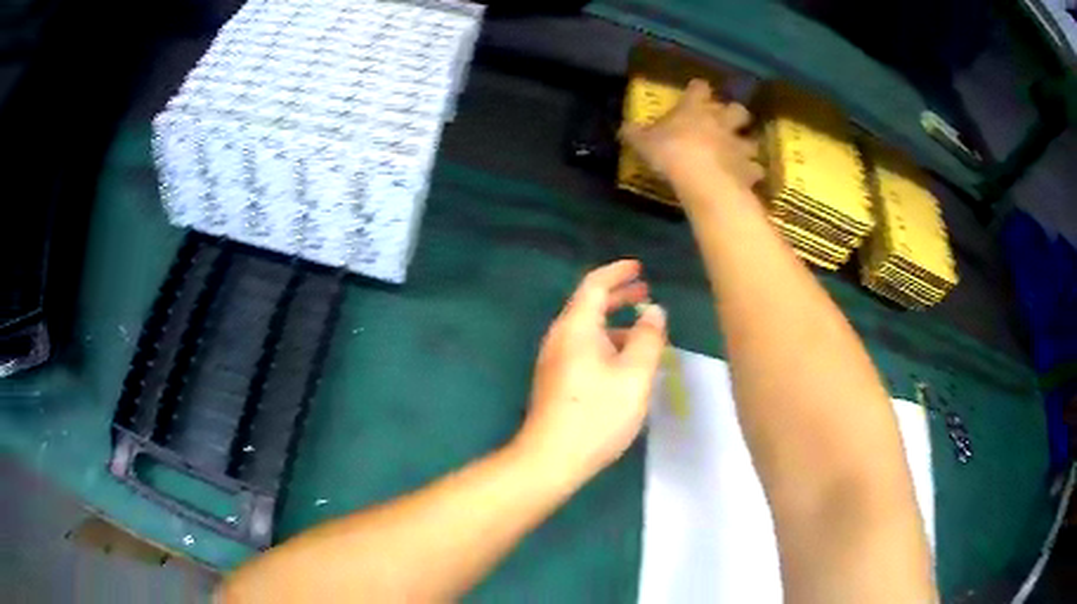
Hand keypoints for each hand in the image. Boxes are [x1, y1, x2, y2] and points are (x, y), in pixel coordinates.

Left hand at [516, 260, 666, 483]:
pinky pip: (584, 349)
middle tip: (645, 292)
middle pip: (588, 305)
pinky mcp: (556, 381)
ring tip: (644, 331)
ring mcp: (554, 361)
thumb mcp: (634, 375)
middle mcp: (560, 338)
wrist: (551, 458)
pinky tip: (625, 363)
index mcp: (576, 328)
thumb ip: (649, 339)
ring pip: (587, 330)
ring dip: (615, 323)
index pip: (594, 286)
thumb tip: (654, 311)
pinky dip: (607, 344)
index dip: (617, 272)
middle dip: (618, 296)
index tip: (639, 267)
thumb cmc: (597, 414)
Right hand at [620, 79, 762, 192]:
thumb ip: (636, 134)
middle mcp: (721, 122)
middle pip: (737, 109)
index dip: (698, 89)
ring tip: (740, 154)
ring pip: (751, 140)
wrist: (703, 179)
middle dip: (734, 114)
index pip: (699, 88)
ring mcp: (738, 145)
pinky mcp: (749, 169)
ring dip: (746, 145)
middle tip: (726, 122)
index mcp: (695, 109)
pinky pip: (755, 169)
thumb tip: (624, 128)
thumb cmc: (671, 153)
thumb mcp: (644, 143)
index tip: (695, 91)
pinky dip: (751, 173)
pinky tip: (746, 178)